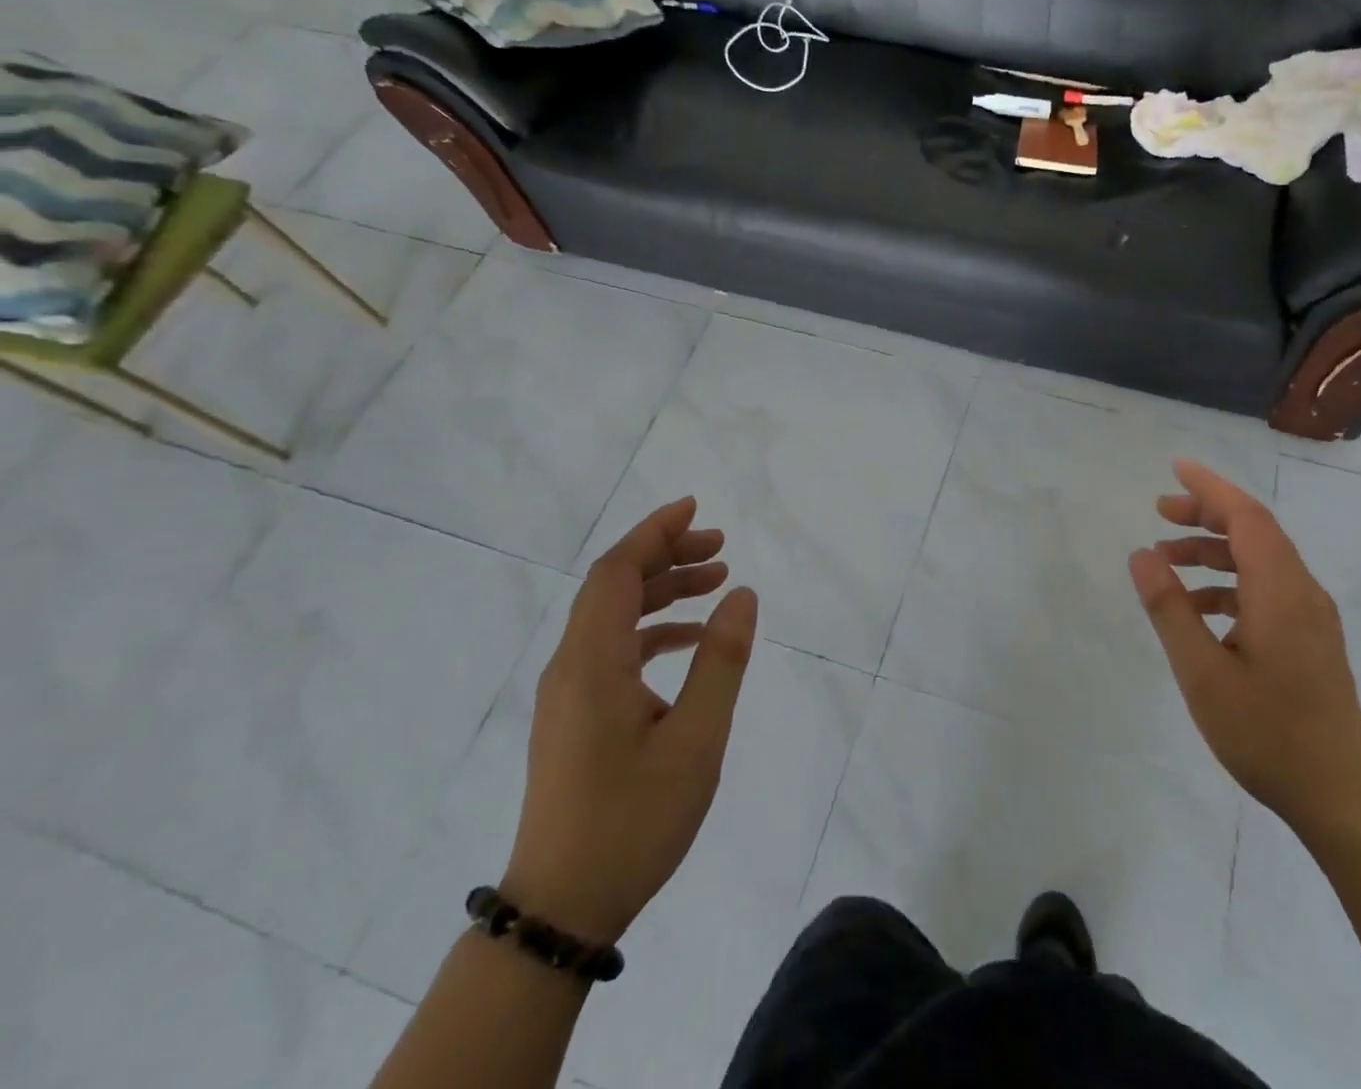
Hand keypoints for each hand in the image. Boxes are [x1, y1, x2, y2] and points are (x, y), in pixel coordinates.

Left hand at [501, 497, 757, 943]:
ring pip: (613, 616)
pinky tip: (691, 641)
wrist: (562, 907)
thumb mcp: (696, 739)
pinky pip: (613, 648)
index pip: (616, 571)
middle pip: (613, 586)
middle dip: (666, 555)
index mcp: (591, 663)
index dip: (654, 532)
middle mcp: (571, 666)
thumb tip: (743, 594)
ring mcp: (568, 693)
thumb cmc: (633, 820)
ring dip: (662, 591)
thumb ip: (721, 660)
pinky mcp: (575, 715)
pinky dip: (653, 629)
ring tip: (716, 583)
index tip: (695, 508)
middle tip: (720, 547)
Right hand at [1129, 460, 1360, 832]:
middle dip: (1206, 514)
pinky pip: (1268, 588)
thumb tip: (1142, 556)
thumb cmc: (1266, 733)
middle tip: (1160, 511)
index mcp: (1280, 590)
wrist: (1341, 796)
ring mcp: (1311, 616)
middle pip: (1255, 531)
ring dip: (1215, 550)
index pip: (1245, 516)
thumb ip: (1170, 609)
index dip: (1210, 487)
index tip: (1175, 469)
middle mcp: (1302, 591)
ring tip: (1168, 560)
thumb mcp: (1201, 672)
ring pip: (1261, 560)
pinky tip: (1199, 609)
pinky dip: (1230, 583)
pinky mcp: (1311, 639)